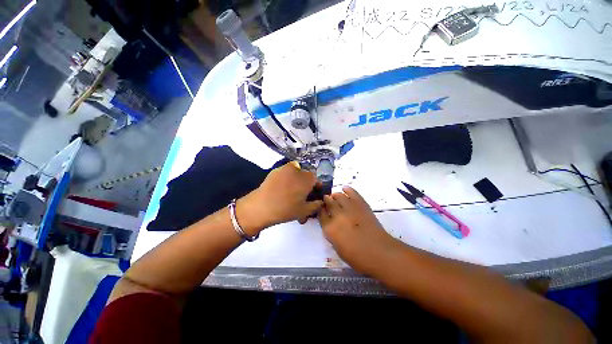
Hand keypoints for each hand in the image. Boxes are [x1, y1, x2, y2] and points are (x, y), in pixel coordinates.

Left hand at [237, 162, 322, 233]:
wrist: (262, 206)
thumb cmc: (286, 209)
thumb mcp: (305, 211)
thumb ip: (316, 205)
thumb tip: (320, 201)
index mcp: (307, 179)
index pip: (316, 179)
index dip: (315, 187)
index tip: (312, 194)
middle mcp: (298, 170)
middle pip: (306, 174)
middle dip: (305, 182)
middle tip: (300, 193)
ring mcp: (286, 168)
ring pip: (296, 171)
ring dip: (296, 178)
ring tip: (290, 189)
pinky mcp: (276, 170)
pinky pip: (285, 172)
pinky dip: (287, 177)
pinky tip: (281, 187)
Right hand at [319, 186, 400, 274]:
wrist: (379, 252)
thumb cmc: (358, 257)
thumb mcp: (338, 248)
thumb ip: (332, 234)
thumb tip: (331, 224)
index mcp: (330, 229)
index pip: (321, 214)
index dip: (320, 210)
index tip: (321, 207)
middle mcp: (337, 215)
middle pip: (329, 203)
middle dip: (327, 200)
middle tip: (327, 199)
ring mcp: (349, 208)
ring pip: (339, 196)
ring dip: (335, 195)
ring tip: (335, 195)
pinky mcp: (361, 204)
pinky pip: (353, 193)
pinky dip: (348, 189)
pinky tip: (345, 188)